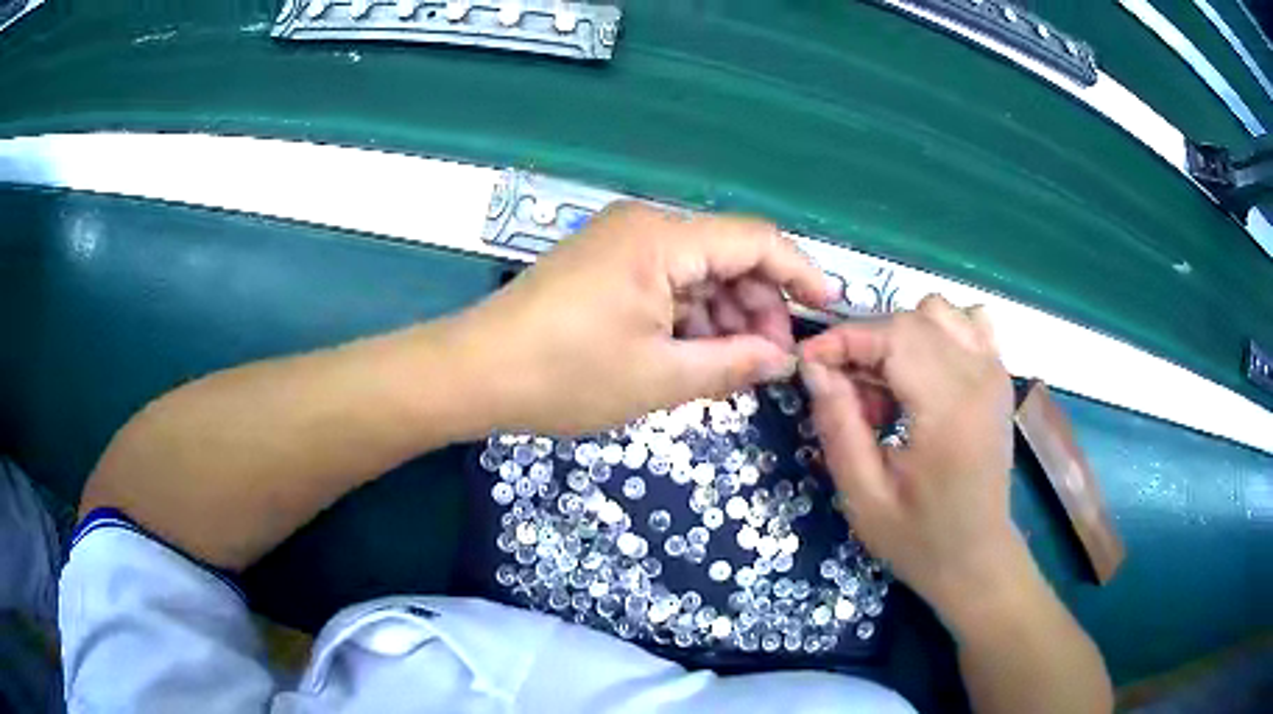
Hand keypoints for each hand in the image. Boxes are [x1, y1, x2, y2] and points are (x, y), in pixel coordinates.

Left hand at [454, 202, 833, 434]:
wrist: (474, 373)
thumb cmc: (564, 376)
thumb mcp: (659, 378)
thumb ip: (732, 364)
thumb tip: (781, 360)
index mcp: (662, 240)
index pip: (756, 240)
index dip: (801, 272)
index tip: (827, 309)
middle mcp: (644, 226)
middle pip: (728, 255)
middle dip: (758, 306)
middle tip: (768, 362)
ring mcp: (620, 243)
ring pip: (698, 271)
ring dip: (724, 315)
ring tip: (732, 367)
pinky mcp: (604, 264)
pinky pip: (666, 281)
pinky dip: (689, 315)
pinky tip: (694, 354)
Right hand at [798, 295, 1021, 621]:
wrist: (977, 559)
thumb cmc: (919, 539)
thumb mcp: (863, 496)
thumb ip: (838, 425)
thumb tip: (814, 366)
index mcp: (949, 407)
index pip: (893, 334)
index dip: (844, 339)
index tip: (808, 364)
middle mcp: (979, 375)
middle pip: (912, 319)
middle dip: (867, 344)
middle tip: (848, 395)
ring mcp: (996, 371)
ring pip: (939, 312)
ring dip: (901, 337)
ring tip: (888, 388)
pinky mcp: (1000, 377)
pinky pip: (968, 323)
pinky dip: (938, 333)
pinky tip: (924, 374)